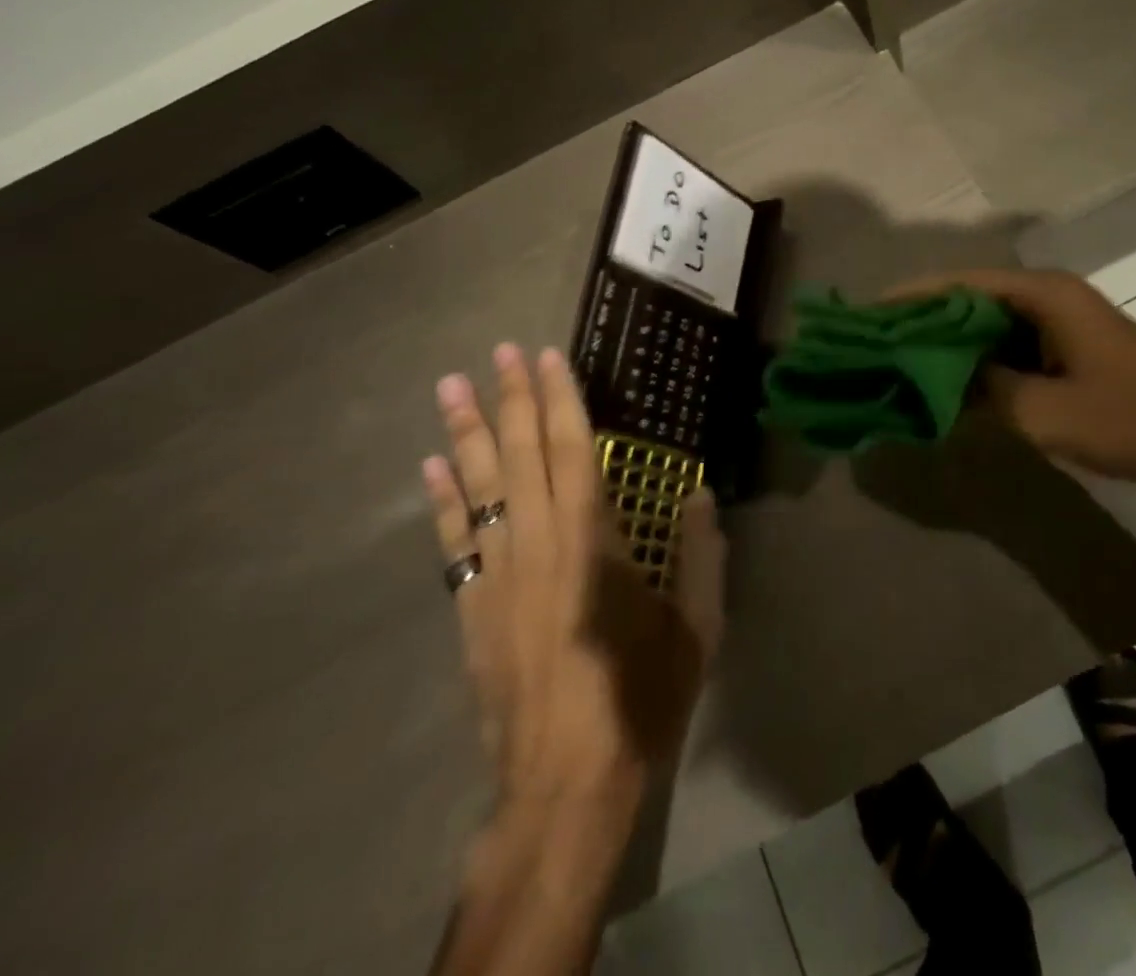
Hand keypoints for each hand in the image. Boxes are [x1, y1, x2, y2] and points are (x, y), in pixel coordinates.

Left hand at [423, 345, 725, 814]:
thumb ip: (703, 555)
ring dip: (465, 433)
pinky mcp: (473, 608)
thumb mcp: (696, 627)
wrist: (567, 782)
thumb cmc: (640, 696)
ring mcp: (499, 574)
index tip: (544, 357)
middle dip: (510, 398)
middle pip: (521, 455)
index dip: (559, 398)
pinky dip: (442, 499)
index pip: (573, 449)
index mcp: (594, 540)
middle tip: (496, 351)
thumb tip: (701, 493)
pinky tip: (432, 466)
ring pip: (479, 487)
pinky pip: (454, 540)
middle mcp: (539, 542)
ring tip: (450, 386)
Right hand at [889, 268, 1135, 484]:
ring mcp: (1059, 320)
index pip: (958, 283)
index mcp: (1041, 295)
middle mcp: (1047, 295)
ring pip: (986, 322)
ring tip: (900, 363)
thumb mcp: (1044, 412)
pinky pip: (1007, 344)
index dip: (909, 298)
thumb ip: (979, 392)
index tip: (867, 316)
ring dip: (948, 341)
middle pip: (968, 298)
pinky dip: (976, 359)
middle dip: (922, 320)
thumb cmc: (1130, 419)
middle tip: (876, 344)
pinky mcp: (1066, 346)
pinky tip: (950, 383)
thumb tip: (928, 380)